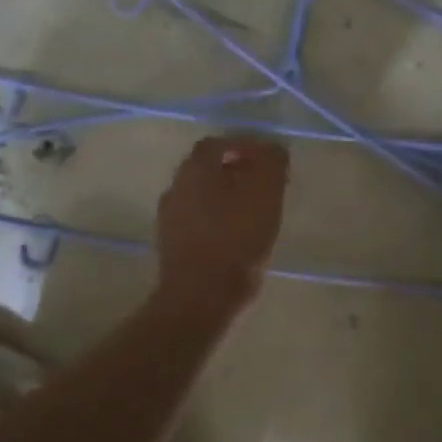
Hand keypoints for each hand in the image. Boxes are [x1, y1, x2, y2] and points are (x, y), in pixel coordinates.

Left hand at [155, 136, 289, 315]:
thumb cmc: (236, 241)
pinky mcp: (172, 246)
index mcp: (195, 169)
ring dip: (227, 198)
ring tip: (255, 213)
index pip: (219, 144)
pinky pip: (198, 222)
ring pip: (202, 196)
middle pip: (208, 169)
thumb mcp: (265, 195)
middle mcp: (176, 187)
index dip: (245, 147)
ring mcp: (169, 218)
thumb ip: (271, 164)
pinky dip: (218, 221)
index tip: (270, 162)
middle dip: (237, 172)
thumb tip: (272, 149)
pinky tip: (237, 238)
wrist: (200, 297)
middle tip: (265, 187)